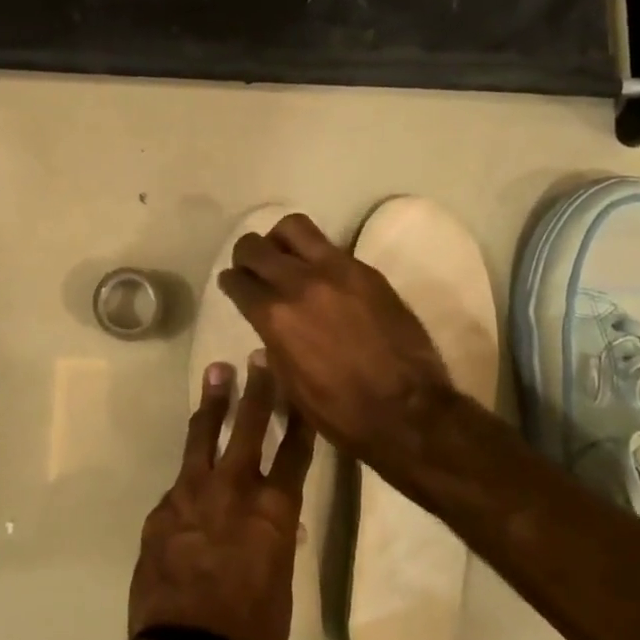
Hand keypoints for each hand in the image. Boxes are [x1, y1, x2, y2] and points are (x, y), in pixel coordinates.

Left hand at [128, 356, 312, 639]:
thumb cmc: (253, 633)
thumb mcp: (280, 584)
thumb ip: (275, 542)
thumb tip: (276, 525)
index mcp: (274, 510)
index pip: (294, 451)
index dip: (299, 417)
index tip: (299, 385)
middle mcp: (234, 490)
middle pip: (248, 427)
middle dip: (257, 389)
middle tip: (257, 358)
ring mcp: (191, 495)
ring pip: (204, 438)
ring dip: (213, 405)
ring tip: (216, 373)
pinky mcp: (161, 510)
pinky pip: (179, 483)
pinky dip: (189, 475)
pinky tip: (191, 475)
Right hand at [217, 213, 457, 462]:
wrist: (408, 411)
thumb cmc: (341, 412)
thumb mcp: (290, 385)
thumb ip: (273, 344)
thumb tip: (268, 325)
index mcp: (275, 316)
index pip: (237, 281)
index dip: (230, 282)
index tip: (233, 285)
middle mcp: (299, 284)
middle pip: (255, 246)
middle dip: (246, 255)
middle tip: (252, 267)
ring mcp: (336, 271)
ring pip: (293, 228)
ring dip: (280, 240)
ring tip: (286, 257)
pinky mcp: (367, 272)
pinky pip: (331, 247)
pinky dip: (317, 255)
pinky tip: (323, 276)